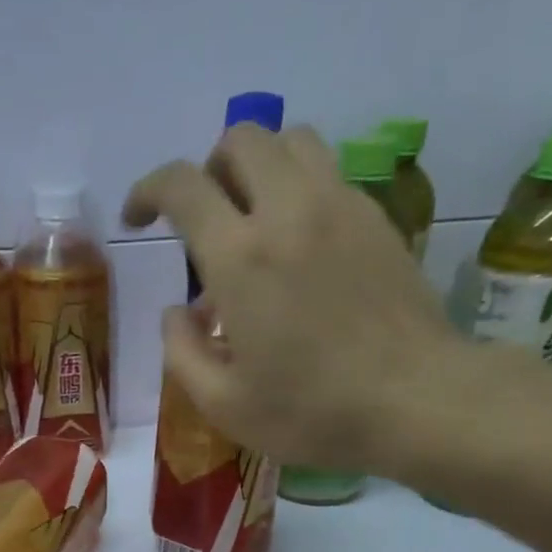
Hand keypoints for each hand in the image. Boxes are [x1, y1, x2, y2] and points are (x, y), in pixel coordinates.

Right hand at [122, 123, 468, 476]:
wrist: (414, 400)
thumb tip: (175, 314)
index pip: (182, 185)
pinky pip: (328, 173)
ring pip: (291, 141)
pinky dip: (299, 188)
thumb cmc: (310, 411)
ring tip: (251, 220)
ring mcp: (340, 206)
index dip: (148, 191)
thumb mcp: (223, 404)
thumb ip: (182, 353)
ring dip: (257, 167)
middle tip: (202, 220)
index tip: (138, 220)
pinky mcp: (376, 217)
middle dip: (206, 170)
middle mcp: (288, 211)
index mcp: (240, 257)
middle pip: (240, 139)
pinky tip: (299, 244)